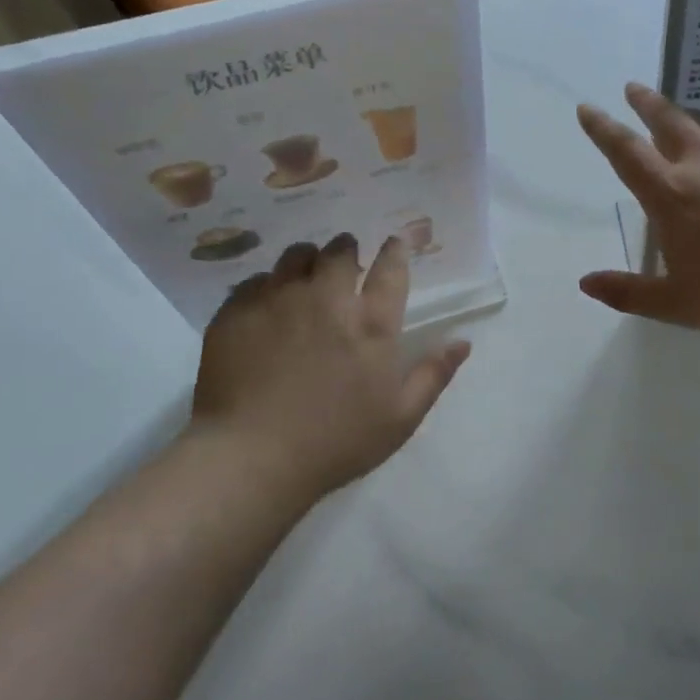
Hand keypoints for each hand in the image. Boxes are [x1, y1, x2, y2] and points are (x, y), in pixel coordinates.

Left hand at [187, 234, 469, 504]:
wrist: (252, 457)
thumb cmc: (337, 442)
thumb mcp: (401, 418)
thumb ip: (433, 374)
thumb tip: (463, 341)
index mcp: (372, 323)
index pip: (391, 269)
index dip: (395, 251)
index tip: (394, 242)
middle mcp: (327, 299)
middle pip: (340, 252)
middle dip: (347, 250)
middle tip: (346, 261)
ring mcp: (278, 301)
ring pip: (295, 256)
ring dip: (307, 260)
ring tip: (306, 275)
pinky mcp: (237, 312)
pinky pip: (254, 281)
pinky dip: (267, 286)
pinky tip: (266, 306)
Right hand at [578, 83, 699, 335]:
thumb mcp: (677, 304)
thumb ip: (628, 292)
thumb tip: (586, 283)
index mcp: (671, 194)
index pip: (625, 151)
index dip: (602, 128)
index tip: (588, 107)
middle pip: (668, 120)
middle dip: (646, 102)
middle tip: (634, 88)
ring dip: (689, 119)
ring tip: (683, 118)